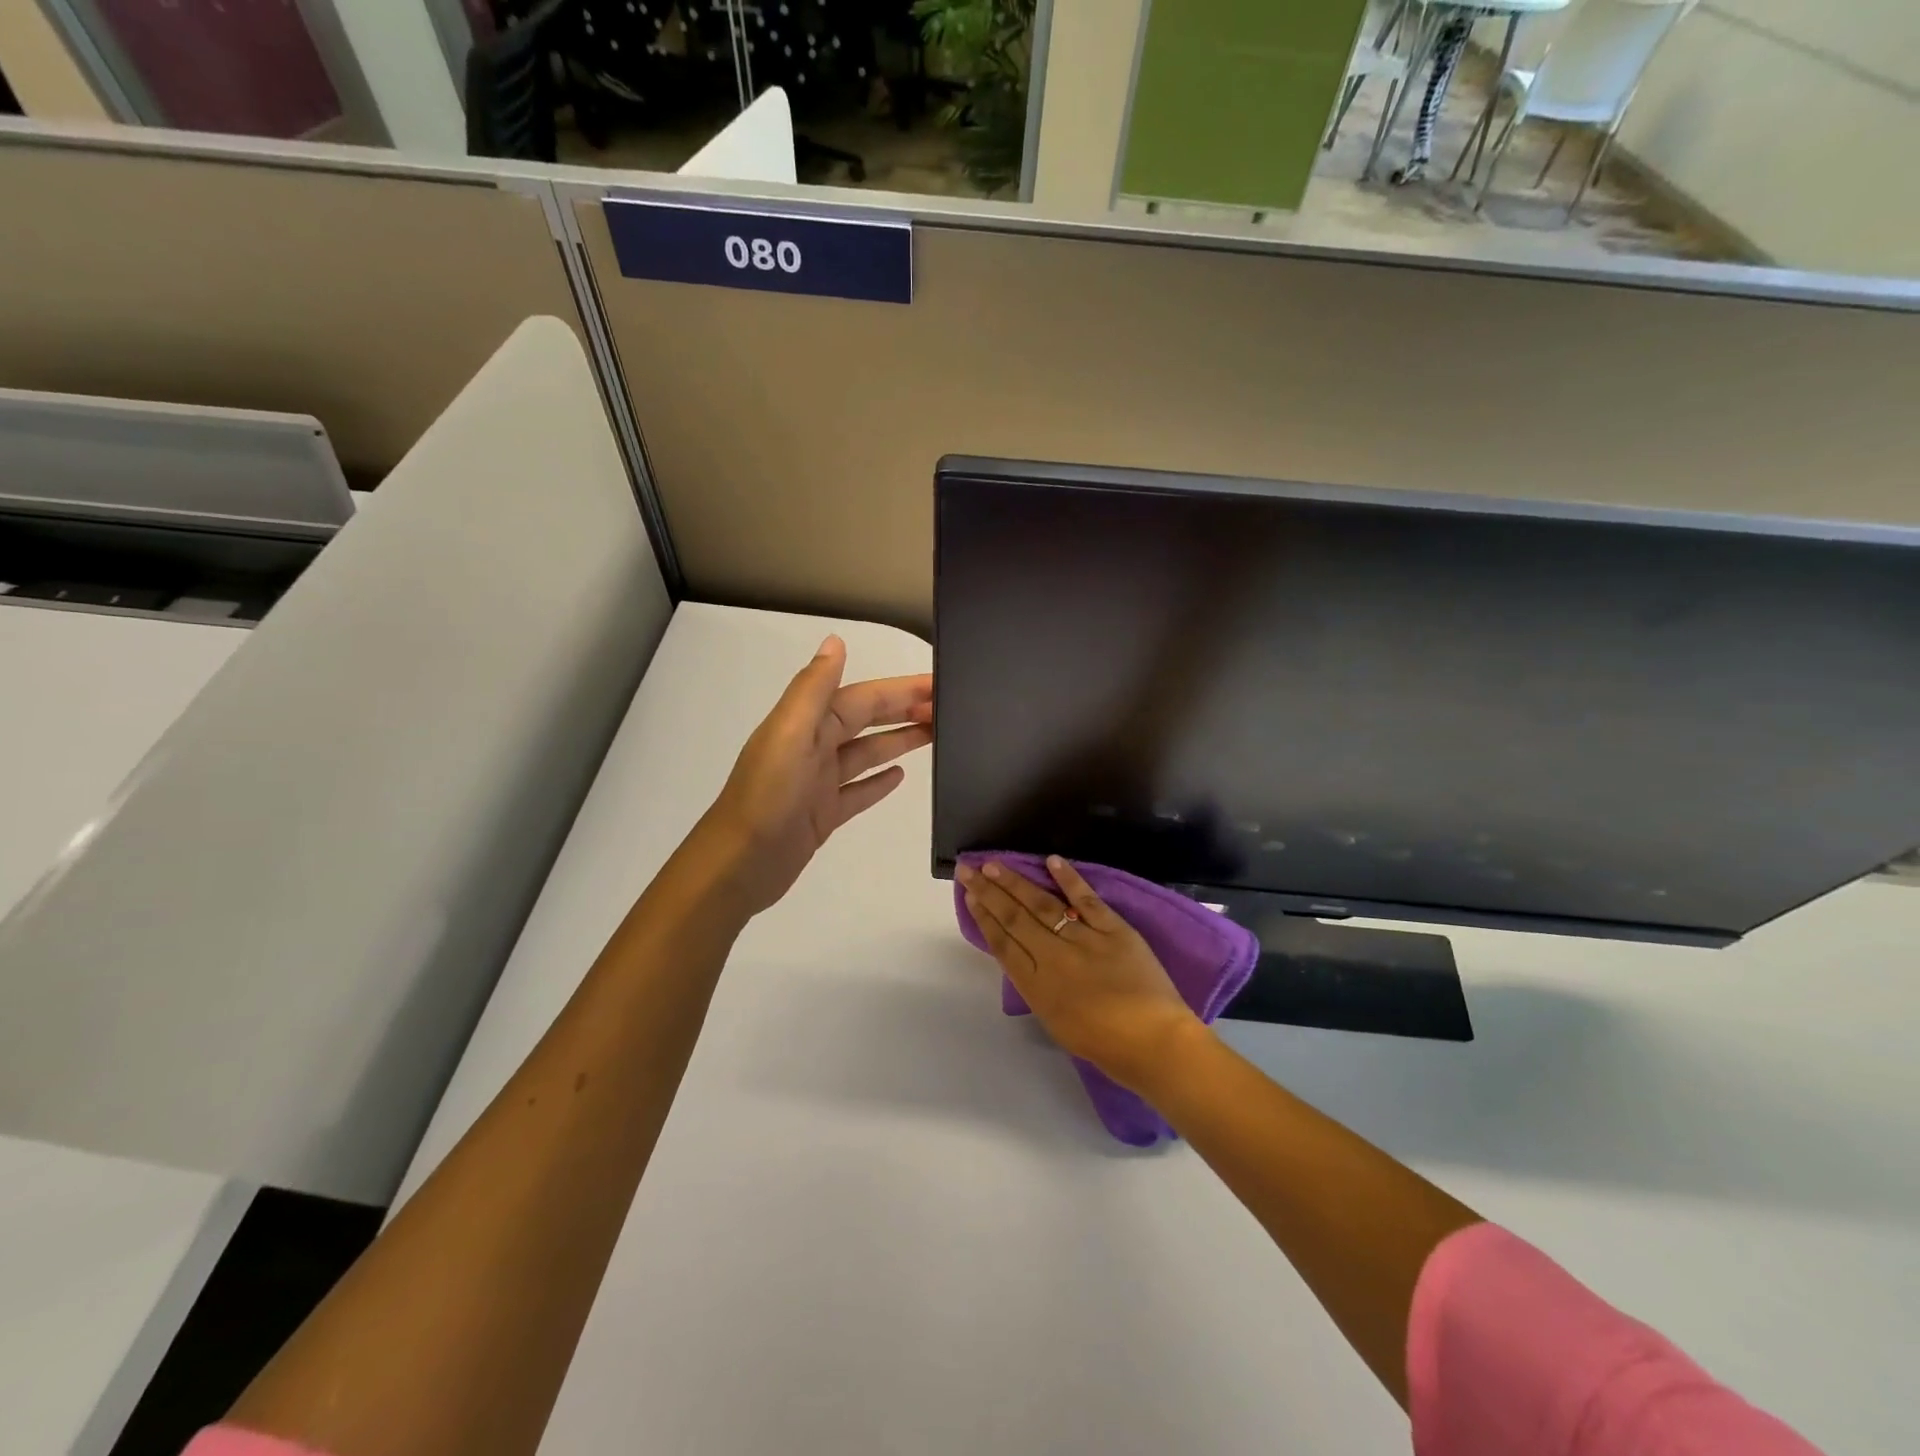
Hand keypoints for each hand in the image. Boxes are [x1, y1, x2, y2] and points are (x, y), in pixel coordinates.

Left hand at [702, 636, 931, 914]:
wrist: (739, 864)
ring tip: (934, 734)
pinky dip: (879, 781)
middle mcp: (813, 747)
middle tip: (946, 709)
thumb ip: (813, 689)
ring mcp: (819, 782)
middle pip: (867, 720)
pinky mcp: (823, 814)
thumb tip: (836, 641)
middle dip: (904, 710)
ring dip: (898, 741)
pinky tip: (901, 776)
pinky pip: (858, 791)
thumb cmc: (767, 797)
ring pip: (867, 753)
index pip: (863, 697)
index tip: (938, 684)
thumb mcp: (789, 734)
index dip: (900, 689)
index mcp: (807, 724)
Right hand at [958, 856, 1206, 1094]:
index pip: (1003, 944)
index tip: (969, 896)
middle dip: (989, 892)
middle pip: (1014, 918)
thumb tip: (1027, 958)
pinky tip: (1051, 861)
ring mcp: (1084, 940)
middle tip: (969, 870)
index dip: (983, 917)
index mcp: (1037, 986)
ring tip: (995, 864)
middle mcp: (1054, 958)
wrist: (1155, 1043)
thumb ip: (1038, 987)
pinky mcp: (1114, 929)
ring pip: (1043, 905)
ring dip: (1016, 882)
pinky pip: (1087, 900)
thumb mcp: (1056, 1021)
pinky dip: (1070, 879)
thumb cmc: (1105, 1045)